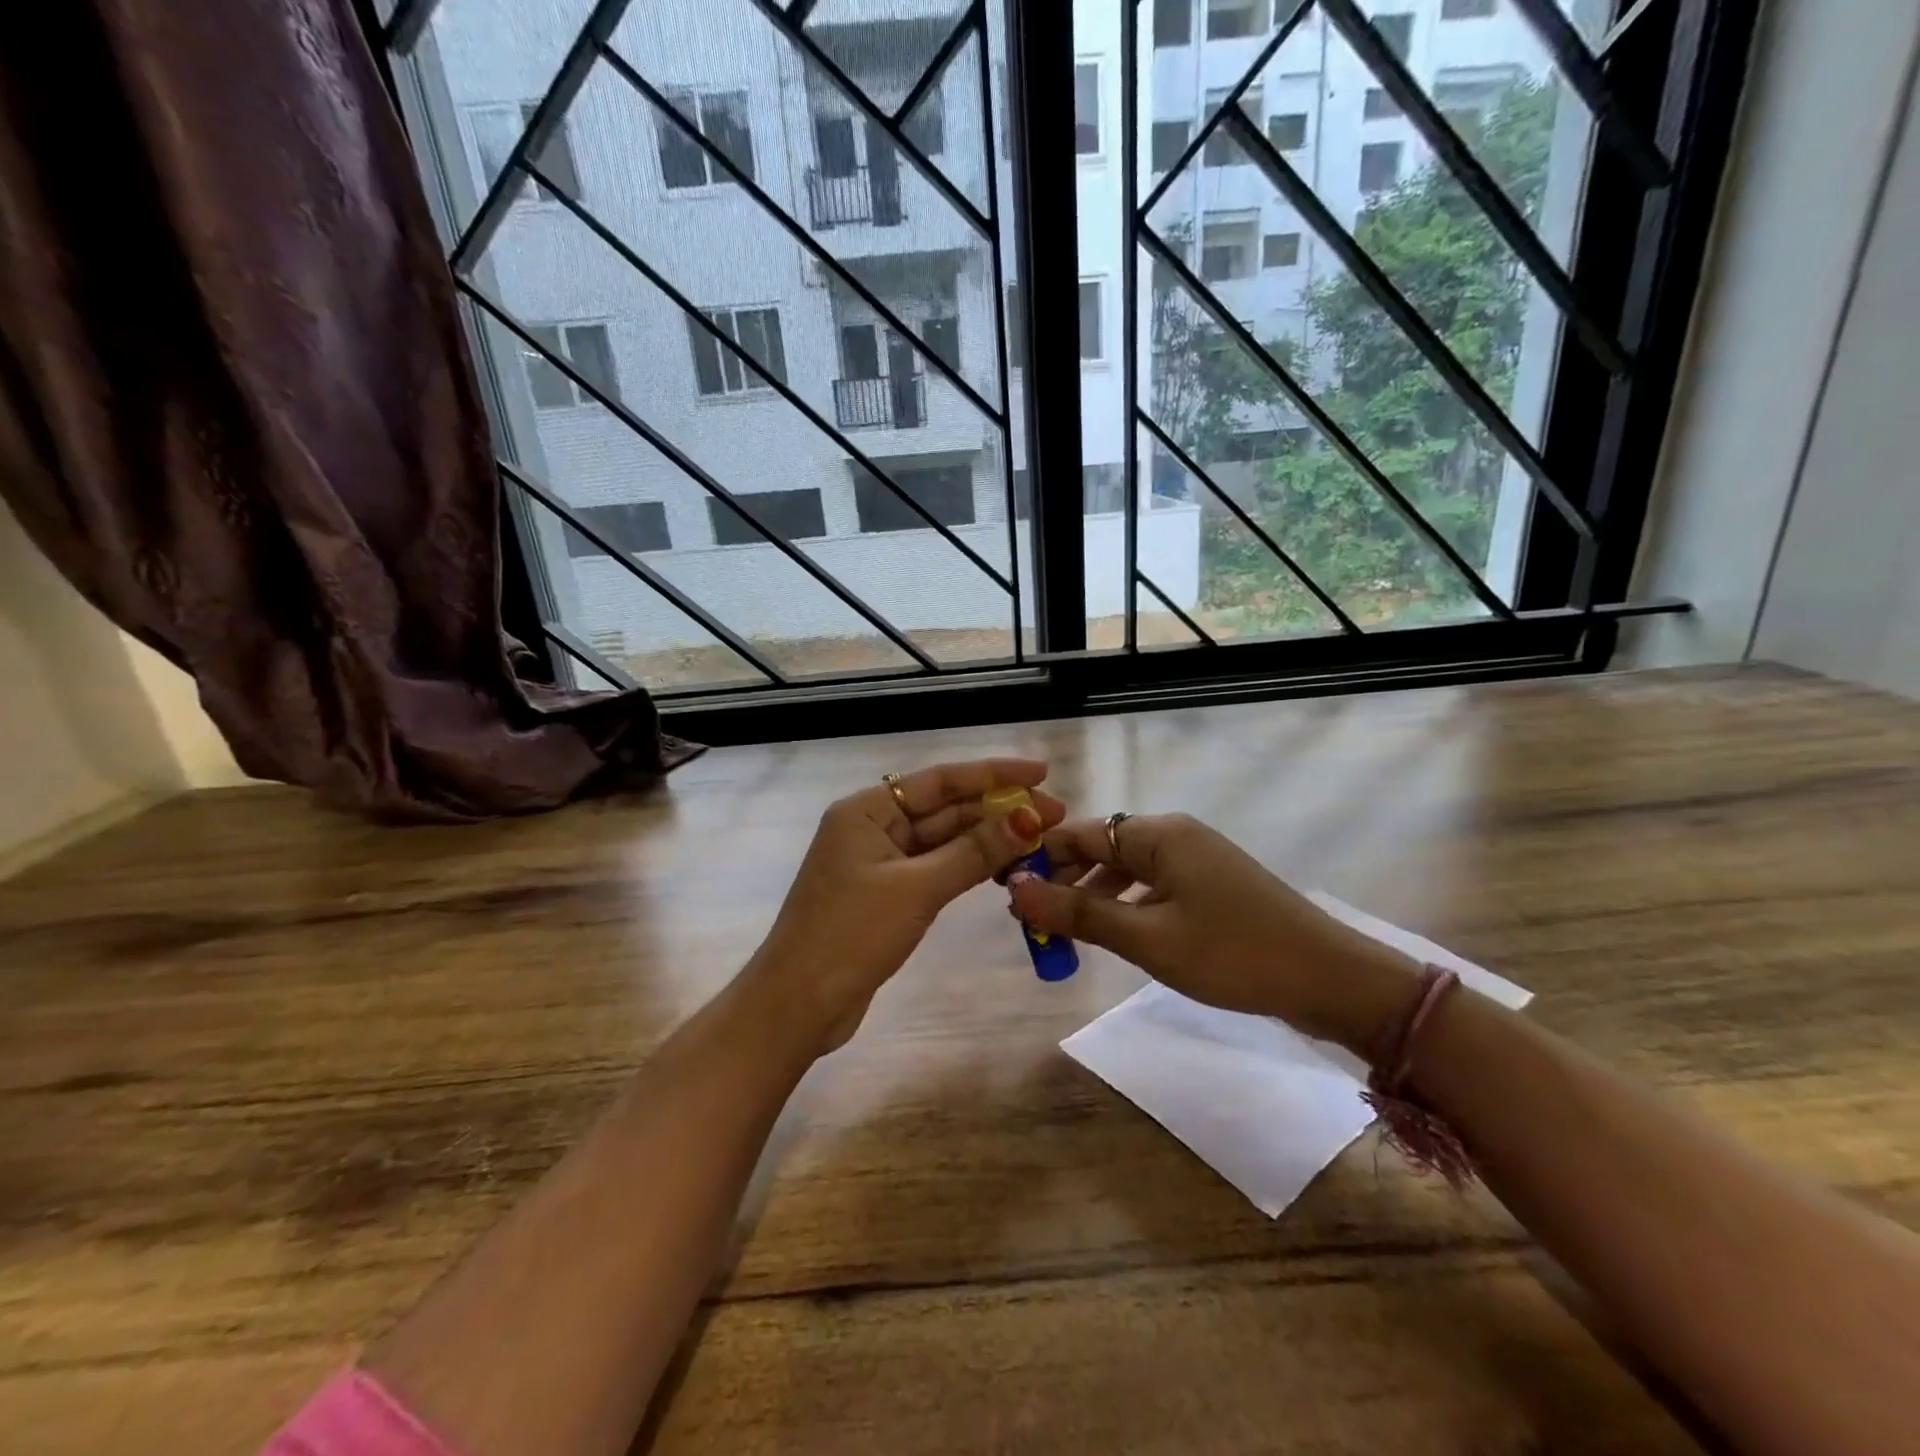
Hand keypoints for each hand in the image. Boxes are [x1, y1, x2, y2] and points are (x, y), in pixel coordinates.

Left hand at [746, 759, 1064, 1053]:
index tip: (1041, 773)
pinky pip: (936, 867)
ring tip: (1039, 839)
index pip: (940, 780)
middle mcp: (872, 826)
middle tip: (1055, 814)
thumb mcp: (917, 889)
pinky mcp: (886, 894)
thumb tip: (1028, 818)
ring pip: (943, 840)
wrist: (798, 1006)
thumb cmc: (851, 936)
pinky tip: (1003, 868)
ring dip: (987, 839)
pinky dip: (968, 866)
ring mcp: (879, 861)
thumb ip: (974, 851)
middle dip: (997, 810)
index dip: (993, 774)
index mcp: (866, 810)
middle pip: (944, 808)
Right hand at [1008, 813, 1420, 1051]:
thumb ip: (1079, 913)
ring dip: (1093, 897)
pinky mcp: (1212, 884)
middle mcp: (1175, 835)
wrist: (1330, 979)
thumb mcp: (1148, 938)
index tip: (1007, 893)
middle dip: (1064, 881)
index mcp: (1158, 835)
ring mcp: (1198, 859)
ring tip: (1065, 934)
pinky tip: (1115, 934)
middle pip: (1102, 848)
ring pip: (1126, 869)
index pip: (1080, 833)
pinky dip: (1125, 905)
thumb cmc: (1233, 954)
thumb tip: (1015, 889)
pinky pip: (1153, 886)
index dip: (1040, 859)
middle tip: (1033, 923)